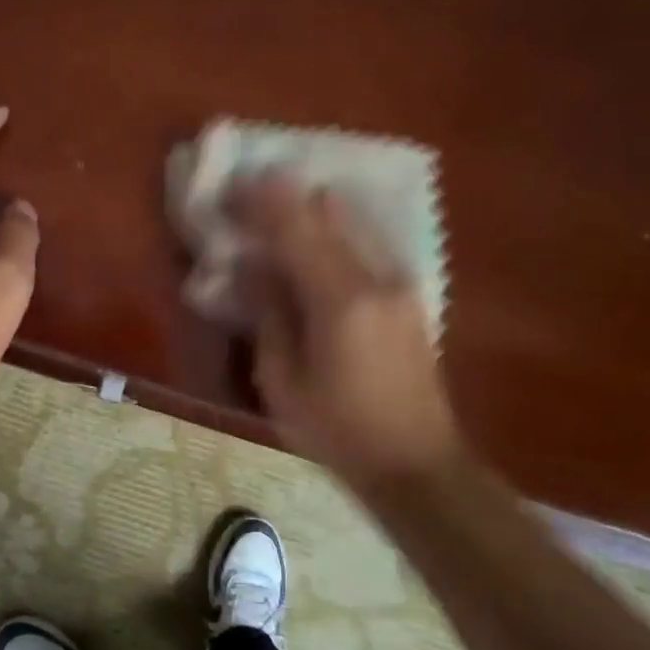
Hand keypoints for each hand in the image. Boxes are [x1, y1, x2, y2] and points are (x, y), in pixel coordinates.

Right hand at [230, 174, 464, 489]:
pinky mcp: (409, 294)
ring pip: (353, 221)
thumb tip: (252, 268)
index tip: (232, 184)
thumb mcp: (282, 381)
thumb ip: (268, 313)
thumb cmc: (338, 431)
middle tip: (249, 196)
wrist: (417, 465)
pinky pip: (366, 242)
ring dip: (312, 209)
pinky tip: (313, 242)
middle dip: (286, 196)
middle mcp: (377, 277)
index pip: (296, 228)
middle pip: (330, 211)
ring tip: (277, 214)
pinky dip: (334, 231)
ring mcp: (400, 282)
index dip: (262, 199)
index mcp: (341, 300)